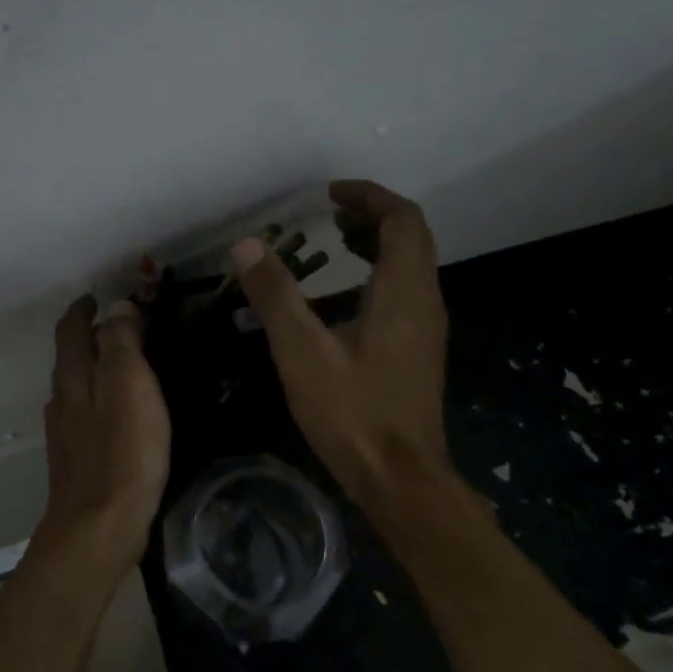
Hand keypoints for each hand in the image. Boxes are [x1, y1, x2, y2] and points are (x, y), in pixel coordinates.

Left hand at [33, 295, 169, 571]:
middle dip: (87, 337)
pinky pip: (83, 415)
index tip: (94, 297)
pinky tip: (113, 414)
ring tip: (119, 365)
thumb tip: (117, 307)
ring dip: (91, 369)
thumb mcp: (129, 384)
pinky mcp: (75, 462)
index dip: (82, 310)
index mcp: (74, 378)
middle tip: (116, 326)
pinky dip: (96, 400)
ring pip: (74, 388)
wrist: (98, 528)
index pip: (71, 331)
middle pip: (69, 359)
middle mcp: (61, 401)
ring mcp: (65, 434)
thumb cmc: (122, 452)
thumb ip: (122, 342)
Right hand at [233, 180, 451, 510]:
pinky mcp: (418, 351)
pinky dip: (377, 275)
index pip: (402, 220)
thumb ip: (275, 296)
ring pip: (410, 267)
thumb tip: (246, 246)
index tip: (330, 193)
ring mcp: (426, 329)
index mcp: (404, 292)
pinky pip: (404, 293)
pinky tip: (342, 299)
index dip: (369, 197)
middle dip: (372, 216)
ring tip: (335, 242)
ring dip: (377, 245)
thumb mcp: (302, 352)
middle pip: (411, 238)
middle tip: (329, 213)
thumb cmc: (352, 412)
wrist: (400, 478)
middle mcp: (425, 301)